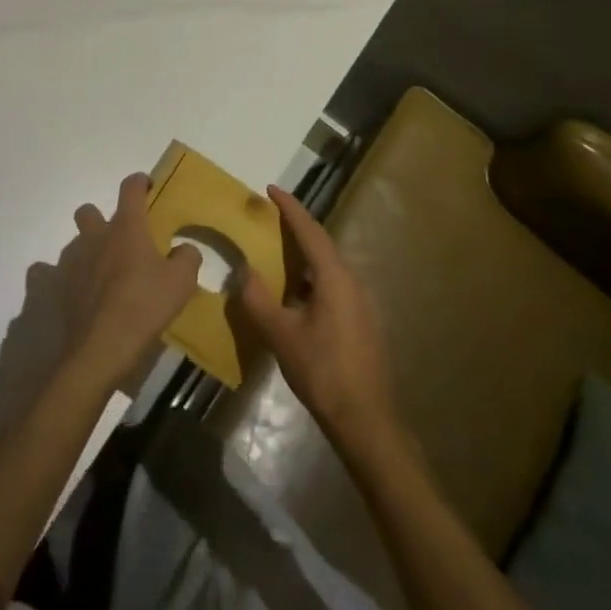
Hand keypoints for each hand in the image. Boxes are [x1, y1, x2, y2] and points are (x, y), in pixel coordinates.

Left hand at [60, 172, 201, 391]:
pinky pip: (58, 273)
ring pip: (76, 242)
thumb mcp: (182, 281)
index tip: (146, 185)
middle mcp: (97, 237)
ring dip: (89, 249)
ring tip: (106, 271)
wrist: (102, 346)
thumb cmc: (145, 305)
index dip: (139, 182)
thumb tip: (183, 249)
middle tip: (119, 237)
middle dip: (100, 216)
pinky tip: (84, 292)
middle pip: (89, 211)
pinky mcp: (62, 288)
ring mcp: (75, 262)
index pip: (130, 189)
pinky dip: (70, 277)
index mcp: (127, 228)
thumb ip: (188, 257)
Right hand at [236, 185, 398, 455]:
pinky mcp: (361, 321)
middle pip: (322, 244)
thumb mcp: (281, 335)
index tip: (271, 189)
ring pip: (328, 267)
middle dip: (296, 228)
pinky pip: (333, 285)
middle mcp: (352, 281)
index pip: (310, 231)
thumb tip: (244, 269)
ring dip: (303, 255)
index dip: (290, 208)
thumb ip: (259, 299)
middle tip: (269, 217)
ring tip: (276, 252)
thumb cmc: (322, 371)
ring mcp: (361, 302)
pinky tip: (294, 294)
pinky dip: (311, 278)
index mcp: (335, 277)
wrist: (365, 420)